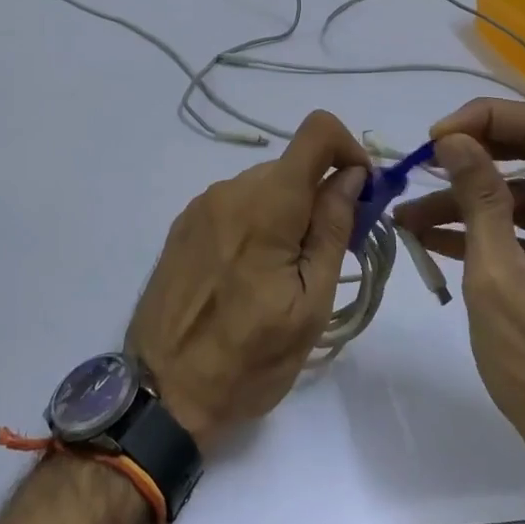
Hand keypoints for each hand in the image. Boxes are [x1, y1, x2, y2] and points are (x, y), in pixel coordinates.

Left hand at [127, 111, 368, 449]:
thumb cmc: (249, 359)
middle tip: (330, 253)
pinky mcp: (185, 224)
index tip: (361, 194)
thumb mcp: (310, 304)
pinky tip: (252, 273)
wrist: (163, 391)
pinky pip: (236, 204)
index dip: (349, 150)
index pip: (317, 131)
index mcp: (266, 204)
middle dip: (321, 195)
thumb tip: (352, 175)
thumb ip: (332, 229)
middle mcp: (230, 190)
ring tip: (286, 274)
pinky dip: (258, 222)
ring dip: (289, 213)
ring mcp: (202, 206)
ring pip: (265, 186)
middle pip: (292, 166)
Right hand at [394, 98, 524, 507]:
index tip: (436, 138)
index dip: (486, 119)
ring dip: (473, 200)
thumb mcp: (498, 277)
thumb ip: (479, 199)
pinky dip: (491, 230)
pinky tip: (438, 240)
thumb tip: (455, 139)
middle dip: (475, 155)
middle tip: (424, 165)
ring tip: (410, 215)